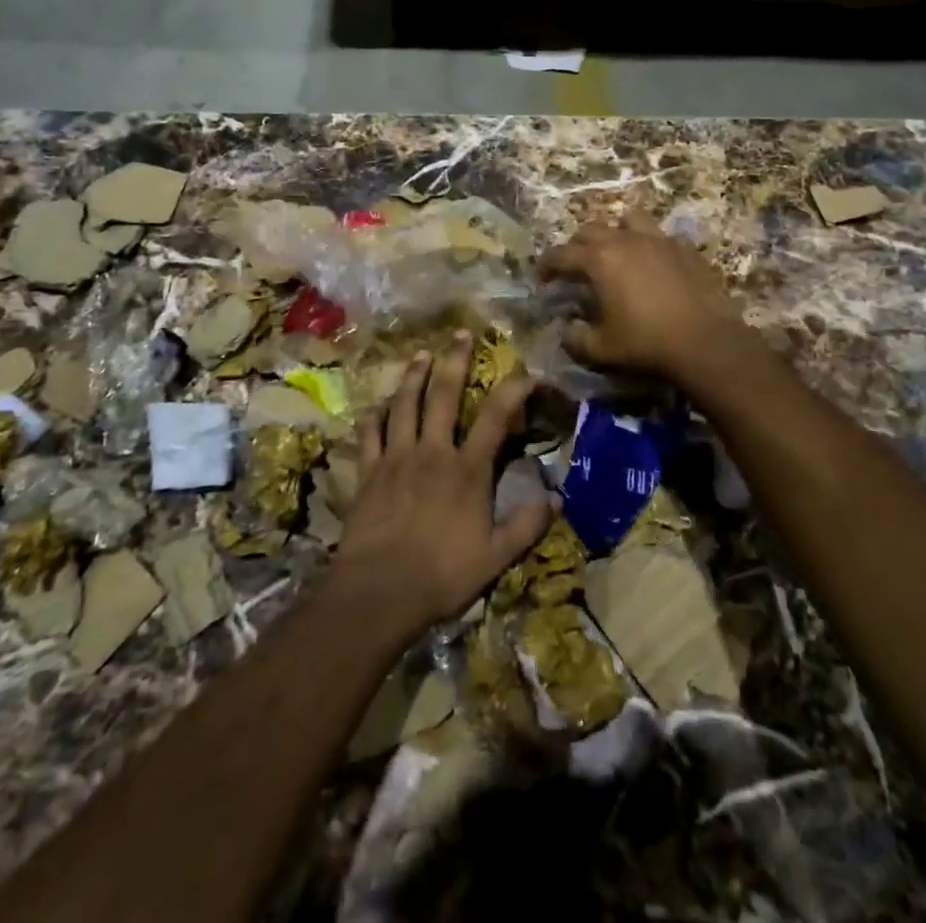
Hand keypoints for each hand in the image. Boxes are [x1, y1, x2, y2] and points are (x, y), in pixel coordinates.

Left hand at [332, 331, 553, 637]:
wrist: (379, 591)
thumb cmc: (442, 575)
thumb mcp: (495, 558)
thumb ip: (526, 526)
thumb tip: (557, 498)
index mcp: (467, 470)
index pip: (496, 417)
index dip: (514, 390)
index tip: (527, 372)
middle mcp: (432, 452)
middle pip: (444, 395)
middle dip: (455, 361)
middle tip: (461, 333)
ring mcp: (396, 457)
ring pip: (405, 404)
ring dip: (413, 376)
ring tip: (420, 354)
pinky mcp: (368, 471)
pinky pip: (370, 433)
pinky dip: (374, 415)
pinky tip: (377, 404)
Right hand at [538, 211, 750, 380]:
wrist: (706, 342)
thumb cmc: (646, 343)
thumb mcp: (600, 350)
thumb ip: (575, 338)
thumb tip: (568, 330)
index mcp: (599, 260)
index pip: (561, 254)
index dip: (546, 265)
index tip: (542, 278)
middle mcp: (626, 241)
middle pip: (591, 230)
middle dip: (577, 246)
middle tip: (576, 267)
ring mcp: (659, 240)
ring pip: (628, 220)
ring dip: (615, 232)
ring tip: (616, 252)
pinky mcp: (685, 248)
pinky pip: (660, 236)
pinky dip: (649, 246)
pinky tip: (653, 265)